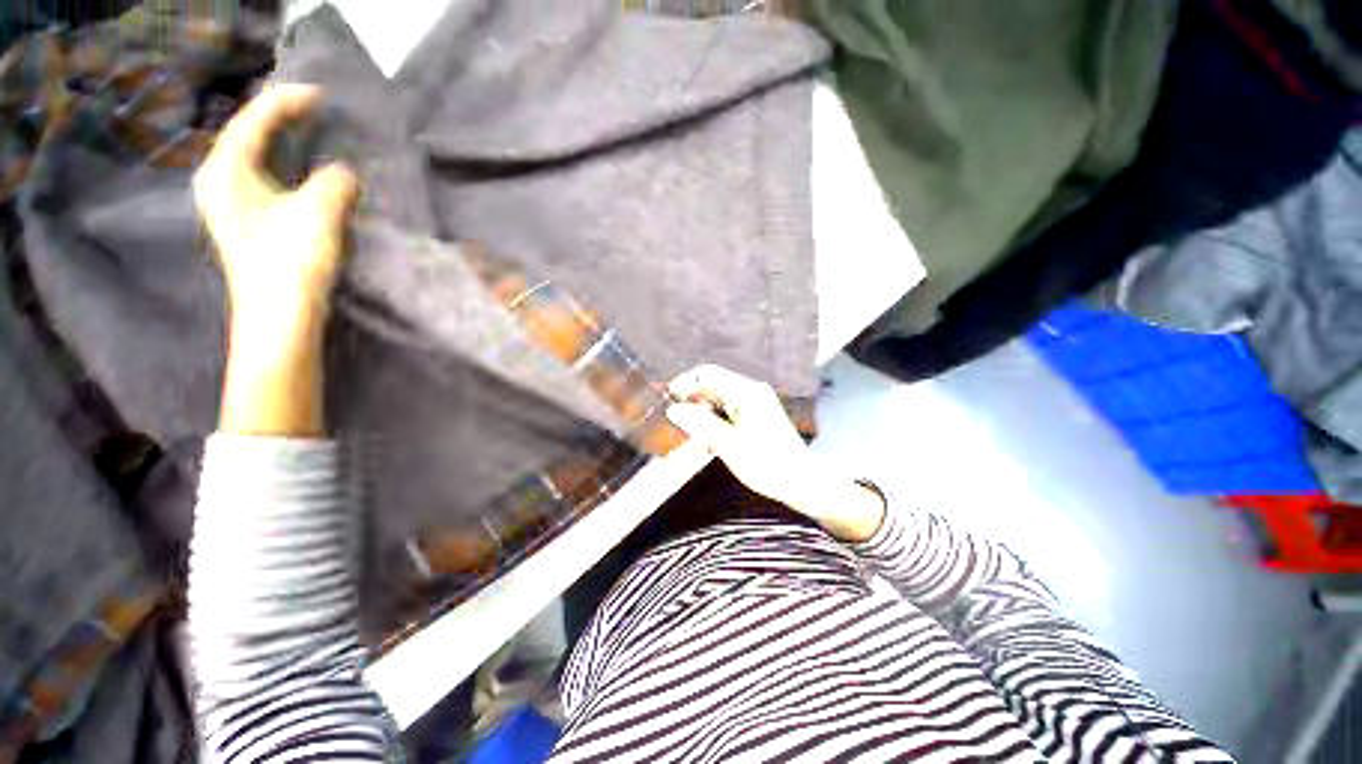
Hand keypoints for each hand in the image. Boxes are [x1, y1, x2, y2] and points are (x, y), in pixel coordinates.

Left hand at [193, 83, 358, 335]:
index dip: (287, 102)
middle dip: (282, 118)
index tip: (322, 95)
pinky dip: (285, 167)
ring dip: (284, 143)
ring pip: (256, 157)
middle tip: (317, 110)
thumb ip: (333, 182)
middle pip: (249, 134)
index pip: (254, 120)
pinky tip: (304, 172)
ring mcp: (229, 204)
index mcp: (225, 170)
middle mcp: (219, 181)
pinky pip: (263, 178)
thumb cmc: (290, 263)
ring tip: (312, 134)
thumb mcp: (319, 214)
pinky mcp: (246, 222)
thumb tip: (342, 173)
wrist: (277, 318)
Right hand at [666, 365, 884, 541]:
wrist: (801, 482)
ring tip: (695, 441)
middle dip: (693, 403)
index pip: (708, 374)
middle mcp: (751, 392)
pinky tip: (709, 444)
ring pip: (718, 401)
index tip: (668, 399)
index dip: (685, 383)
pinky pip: (728, 412)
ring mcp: (755, 403)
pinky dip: (715, 423)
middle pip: (713, 386)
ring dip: (703, 417)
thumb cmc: (766, 464)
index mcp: (747, 393)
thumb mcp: (728, 445)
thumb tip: (673, 409)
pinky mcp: (757, 415)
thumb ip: (700, 423)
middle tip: (679, 426)